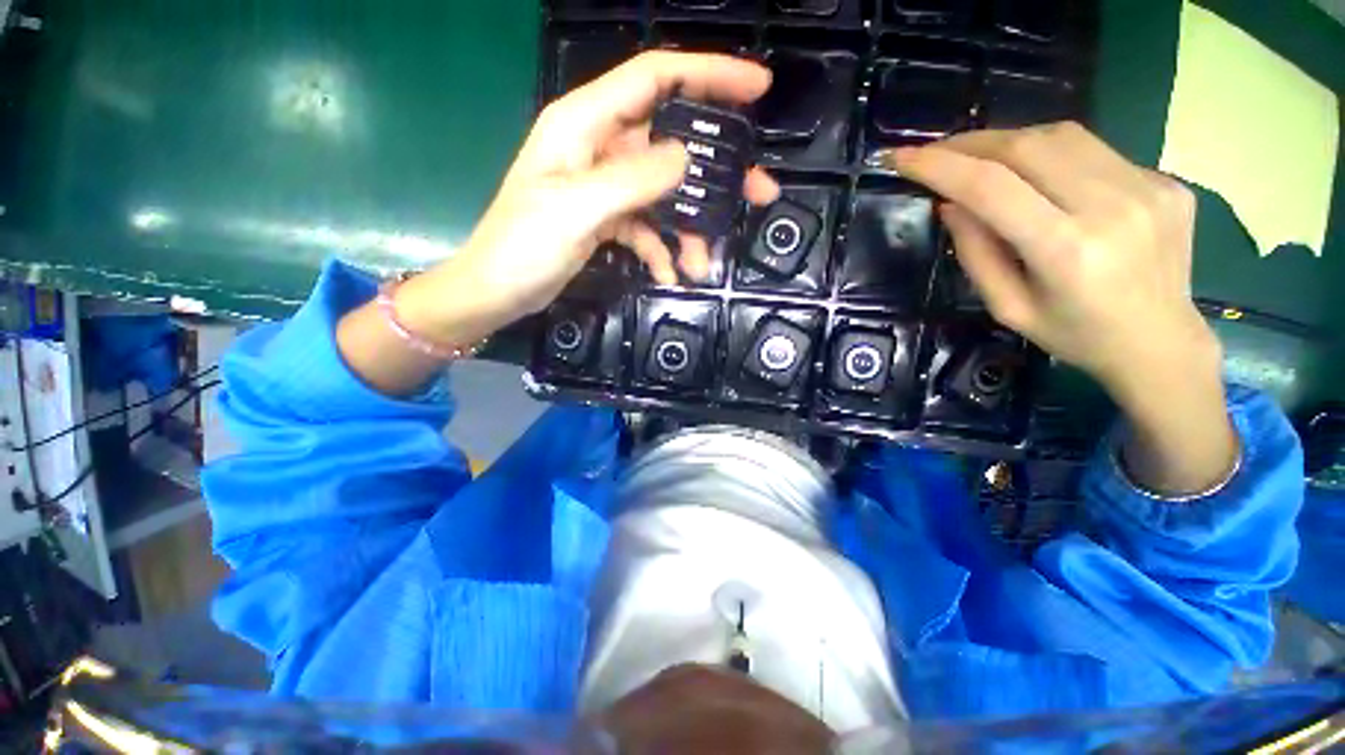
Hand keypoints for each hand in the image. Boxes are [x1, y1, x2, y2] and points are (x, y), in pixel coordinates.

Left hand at [402, 51, 779, 341]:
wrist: (497, 290)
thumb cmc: (523, 246)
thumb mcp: (577, 209)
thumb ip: (632, 180)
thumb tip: (685, 158)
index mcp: (585, 124)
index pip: (656, 79)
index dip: (708, 75)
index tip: (756, 90)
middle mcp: (599, 147)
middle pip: (671, 142)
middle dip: (715, 170)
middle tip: (757, 191)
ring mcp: (606, 185)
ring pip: (664, 194)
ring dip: (689, 227)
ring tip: (702, 263)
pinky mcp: (607, 218)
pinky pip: (647, 227)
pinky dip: (661, 249)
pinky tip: (668, 274)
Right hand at [887, 122, 1213, 393]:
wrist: (1161, 340)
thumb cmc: (1074, 334)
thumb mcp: (1007, 307)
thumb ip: (975, 254)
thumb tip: (950, 204)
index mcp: (1067, 251)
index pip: (991, 187)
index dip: (939, 166)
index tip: (902, 156)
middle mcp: (1112, 207)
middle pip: (1026, 147)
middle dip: (969, 144)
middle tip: (936, 152)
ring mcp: (1147, 187)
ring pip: (1061, 135)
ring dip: (1008, 141)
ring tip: (978, 158)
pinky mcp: (1163, 179)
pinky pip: (1092, 150)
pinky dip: (1049, 154)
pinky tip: (1036, 175)